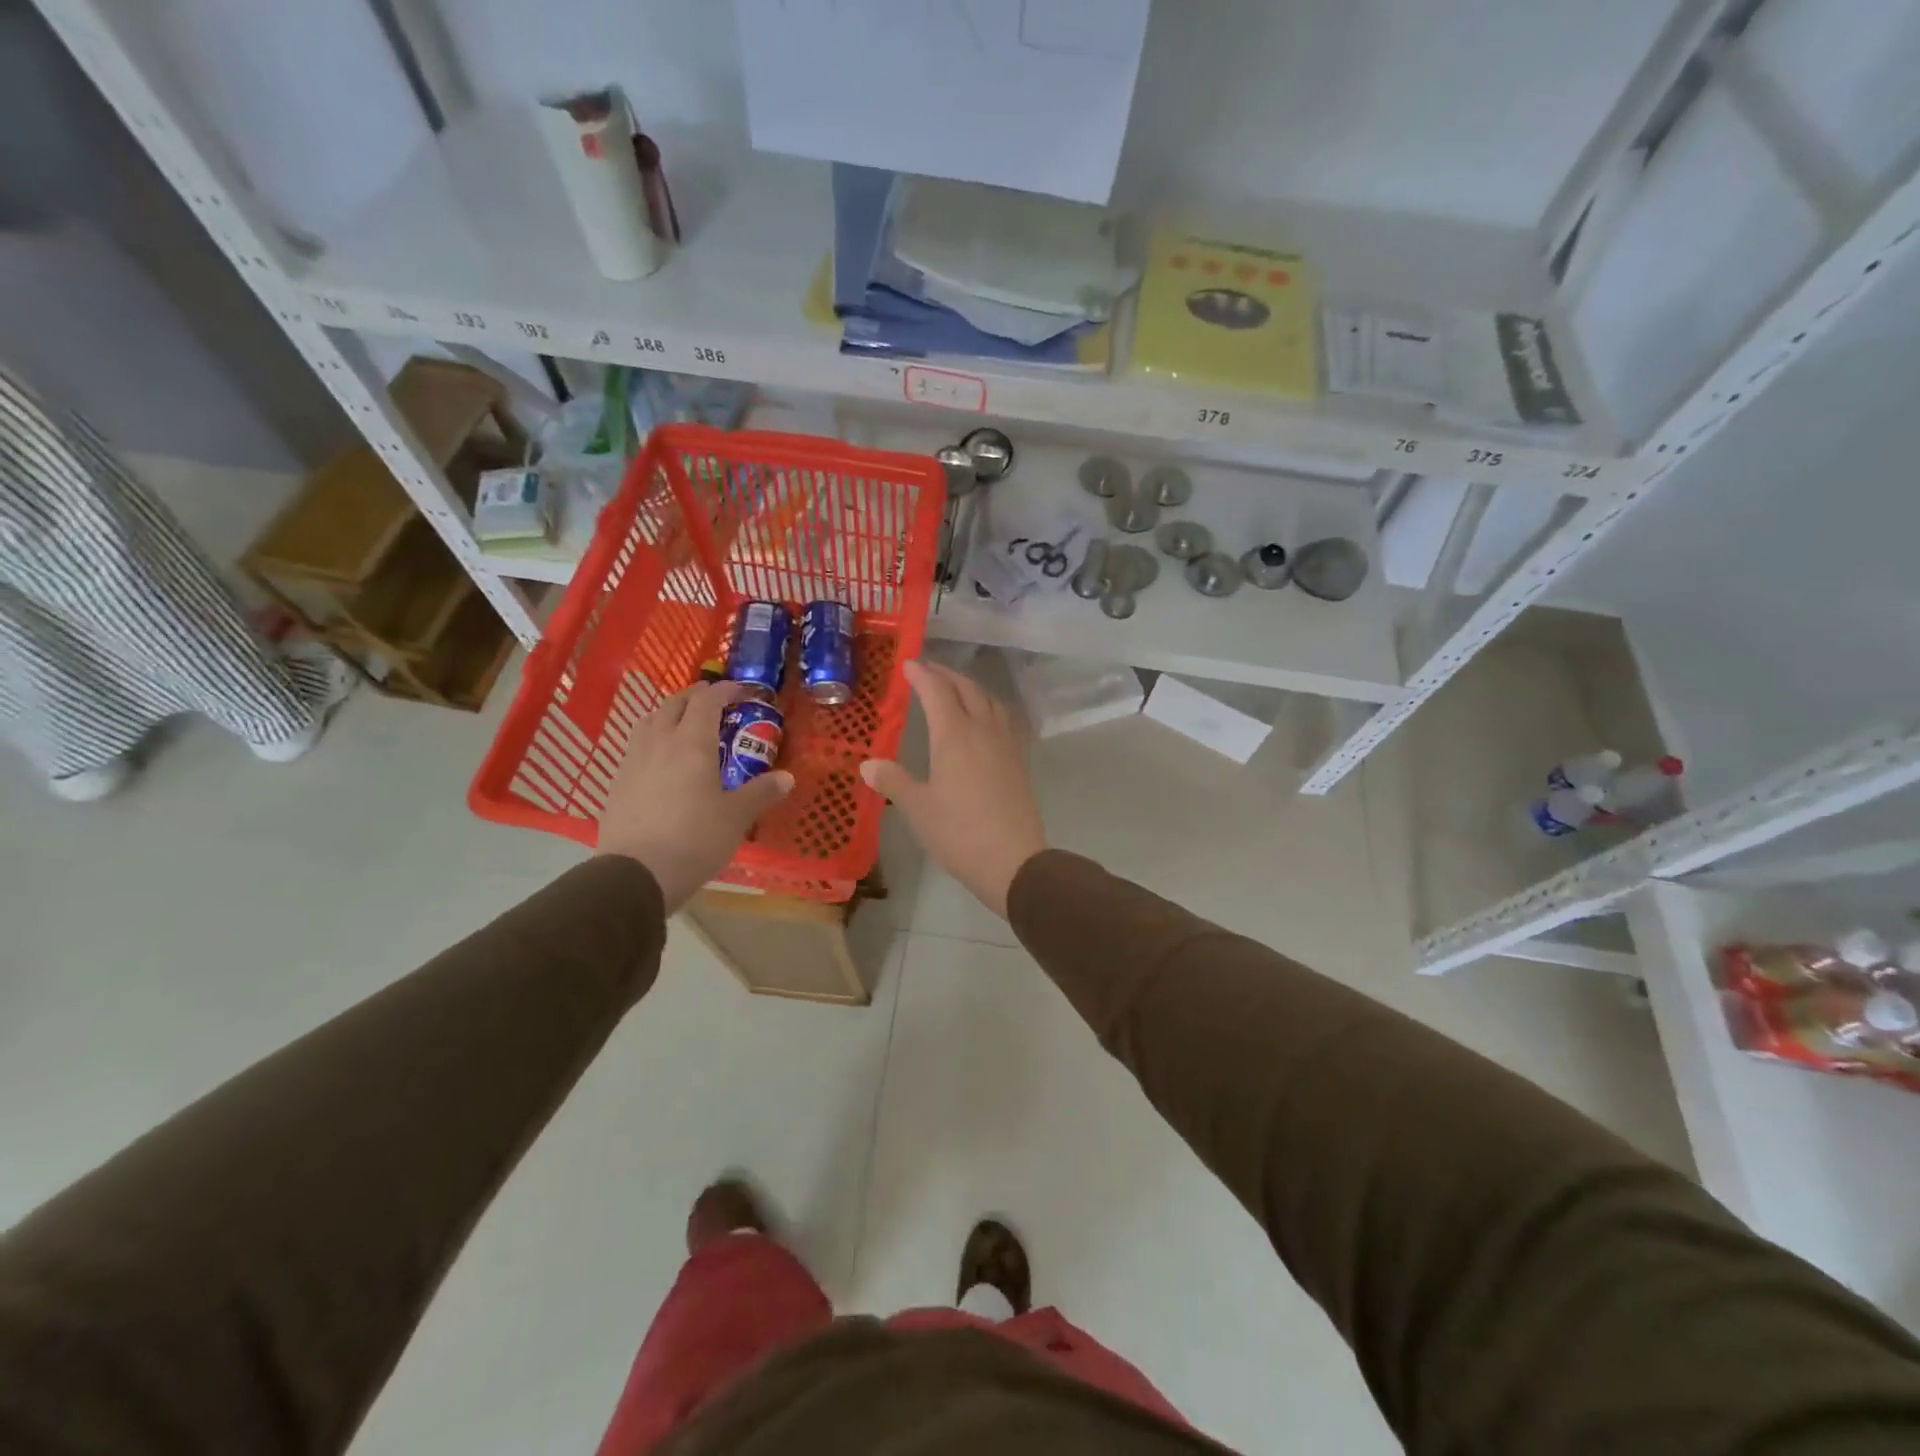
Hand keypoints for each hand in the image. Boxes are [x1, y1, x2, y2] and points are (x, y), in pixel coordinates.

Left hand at [598, 681, 793, 912]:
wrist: (636, 874)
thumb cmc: (695, 839)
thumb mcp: (737, 817)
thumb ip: (761, 792)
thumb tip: (787, 777)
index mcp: (692, 743)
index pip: (707, 701)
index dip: (724, 690)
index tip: (740, 690)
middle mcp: (659, 742)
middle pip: (674, 704)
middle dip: (694, 697)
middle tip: (713, 701)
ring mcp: (633, 762)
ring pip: (649, 722)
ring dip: (669, 714)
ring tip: (683, 723)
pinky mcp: (617, 784)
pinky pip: (636, 747)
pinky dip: (653, 739)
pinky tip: (661, 760)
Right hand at [861, 660, 1046, 919]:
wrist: (1014, 861)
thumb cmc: (959, 833)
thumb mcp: (918, 808)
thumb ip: (893, 781)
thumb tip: (867, 764)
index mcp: (955, 736)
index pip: (937, 692)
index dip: (922, 674)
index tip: (908, 664)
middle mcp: (983, 730)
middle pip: (967, 689)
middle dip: (946, 675)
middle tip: (928, 671)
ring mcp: (1007, 744)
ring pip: (990, 701)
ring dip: (971, 688)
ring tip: (956, 690)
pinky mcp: (1020, 761)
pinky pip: (1005, 720)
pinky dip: (990, 708)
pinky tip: (986, 721)